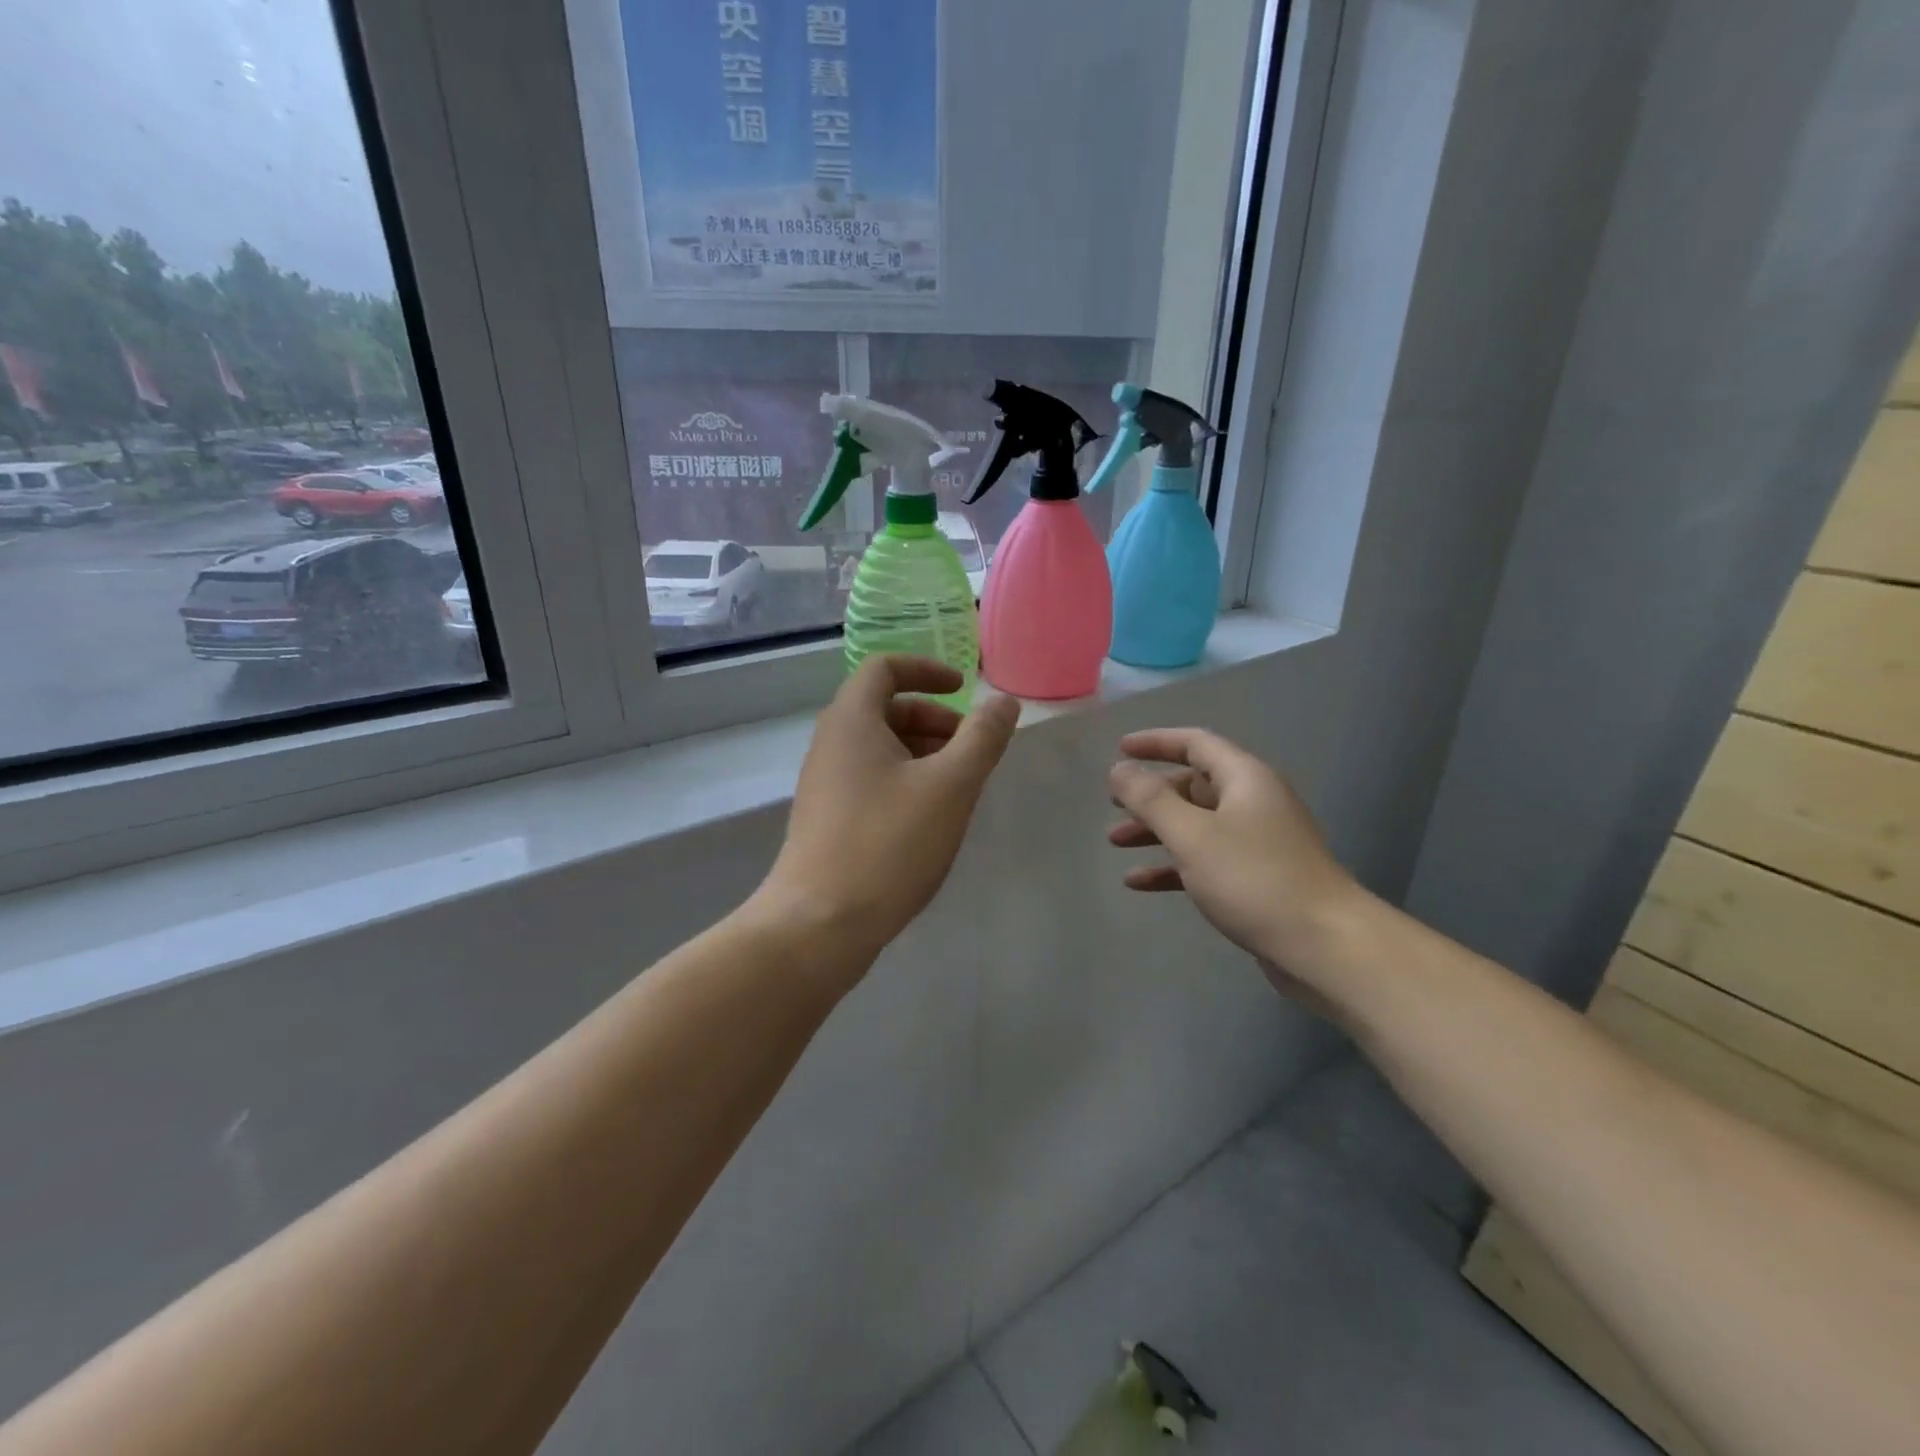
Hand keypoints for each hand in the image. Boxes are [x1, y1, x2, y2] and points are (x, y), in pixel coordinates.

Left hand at [753, 656, 1019, 973]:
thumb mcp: (950, 786)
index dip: (927, 670)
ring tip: (958, 788)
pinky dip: (905, 781)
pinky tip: (930, 820)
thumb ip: (982, 738)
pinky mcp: (827, 819)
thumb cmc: (888, 844)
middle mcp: (831, 743)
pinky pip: (870, 779)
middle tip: (971, 750)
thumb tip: (1003, 702)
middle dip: (934, 719)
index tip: (964, 690)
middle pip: (885, 708)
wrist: (819, 923)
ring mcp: (825, 783)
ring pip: (879, 748)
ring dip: (923, 753)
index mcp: (852, 720)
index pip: (885, 668)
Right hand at [1107, 728, 1367, 1003]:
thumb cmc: (1254, 879)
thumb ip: (1150, 799)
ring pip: (1196, 825)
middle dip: (1151, 795)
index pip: (1195, 743)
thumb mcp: (1191, 834)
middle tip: (1114, 805)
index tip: (1119, 750)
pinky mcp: (1256, 879)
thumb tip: (1119, 770)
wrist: (1324, 945)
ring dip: (1156, 830)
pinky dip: (1172, 865)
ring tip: (1116, 842)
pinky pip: (1205, 860)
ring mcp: (1257, 842)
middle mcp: (1253, 803)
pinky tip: (1139, 882)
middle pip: (1193, 785)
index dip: (1155, 743)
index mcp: (1245, 779)